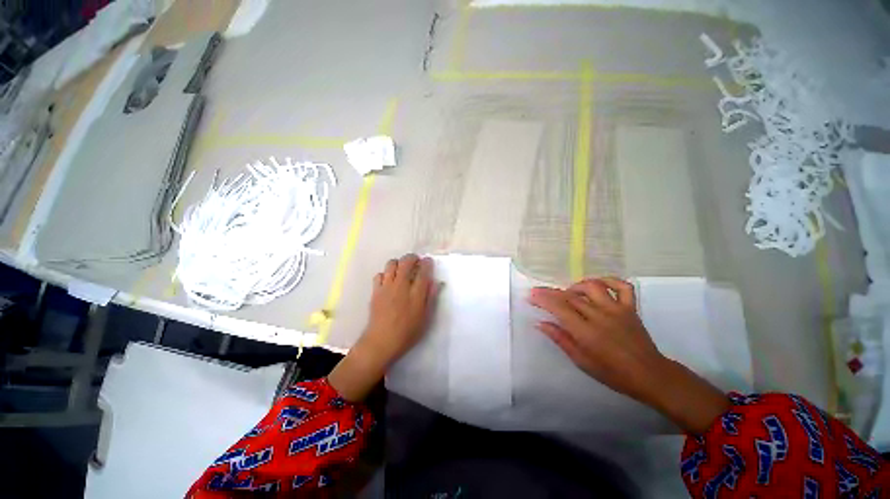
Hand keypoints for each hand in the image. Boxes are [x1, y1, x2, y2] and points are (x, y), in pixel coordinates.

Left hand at [329, 254, 439, 401]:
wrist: (381, 342)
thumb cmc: (407, 332)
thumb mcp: (425, 318)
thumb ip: (431, 298)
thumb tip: (437, 282)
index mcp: (415, 293)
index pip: (423, 271)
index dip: (427, 263)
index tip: (428, 261)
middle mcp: (401, 285)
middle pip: (406, 262)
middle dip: (412, 258)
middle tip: (416, 261)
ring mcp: (386, 287)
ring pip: (391, 264)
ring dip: (398, 263)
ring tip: (402, 269)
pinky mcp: (375, 291)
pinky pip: (379, 274)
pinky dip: (385, 274)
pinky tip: (388, 281)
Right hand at [528, 277, 663, 401]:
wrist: (650, 375)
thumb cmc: (613, 373)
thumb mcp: (582, 362)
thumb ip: (560, 339)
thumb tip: (540, 324)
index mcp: (587, 332)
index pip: (559, 308)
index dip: (542, 299)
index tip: (530, 296)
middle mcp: (600, 316)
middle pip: (570, 296)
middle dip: (550, 292)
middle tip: (539, 292)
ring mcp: (617, 309)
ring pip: (592, 286)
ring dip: (575, 286)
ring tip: (568, 293)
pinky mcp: (630, 308)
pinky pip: (621, 286)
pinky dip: (608, 280)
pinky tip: (598, 285)